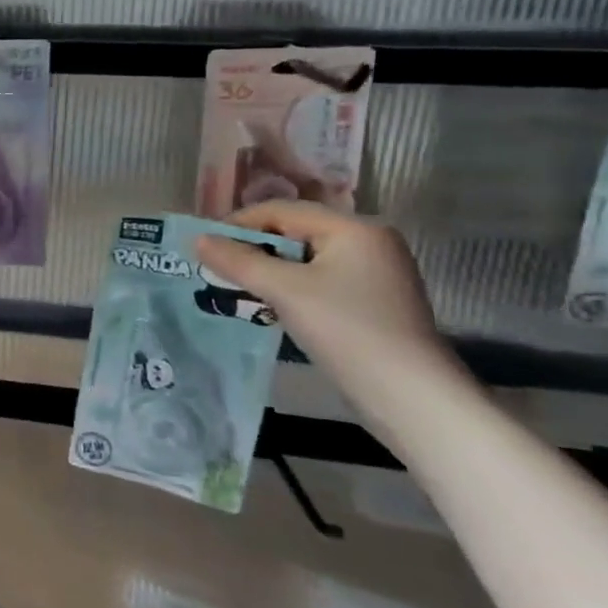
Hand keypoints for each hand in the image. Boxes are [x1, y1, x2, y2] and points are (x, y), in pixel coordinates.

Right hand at [193, 201, 447, 394]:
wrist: (410, 396)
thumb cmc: (346, 329)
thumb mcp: (284, 290)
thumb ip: (238, 261)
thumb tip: (198, 239)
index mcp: (354, 228)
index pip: (282, 211)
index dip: (238, 224)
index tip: (204, 245)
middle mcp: (368, 242)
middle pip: (294, 232)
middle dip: (252, 248)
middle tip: (216, 268)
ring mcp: (373, 273)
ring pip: (304, 259)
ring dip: (267, 270)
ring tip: (235, 287)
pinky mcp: (371, 301)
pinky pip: (318, 280)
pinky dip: (289, 287)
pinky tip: (268, 306)